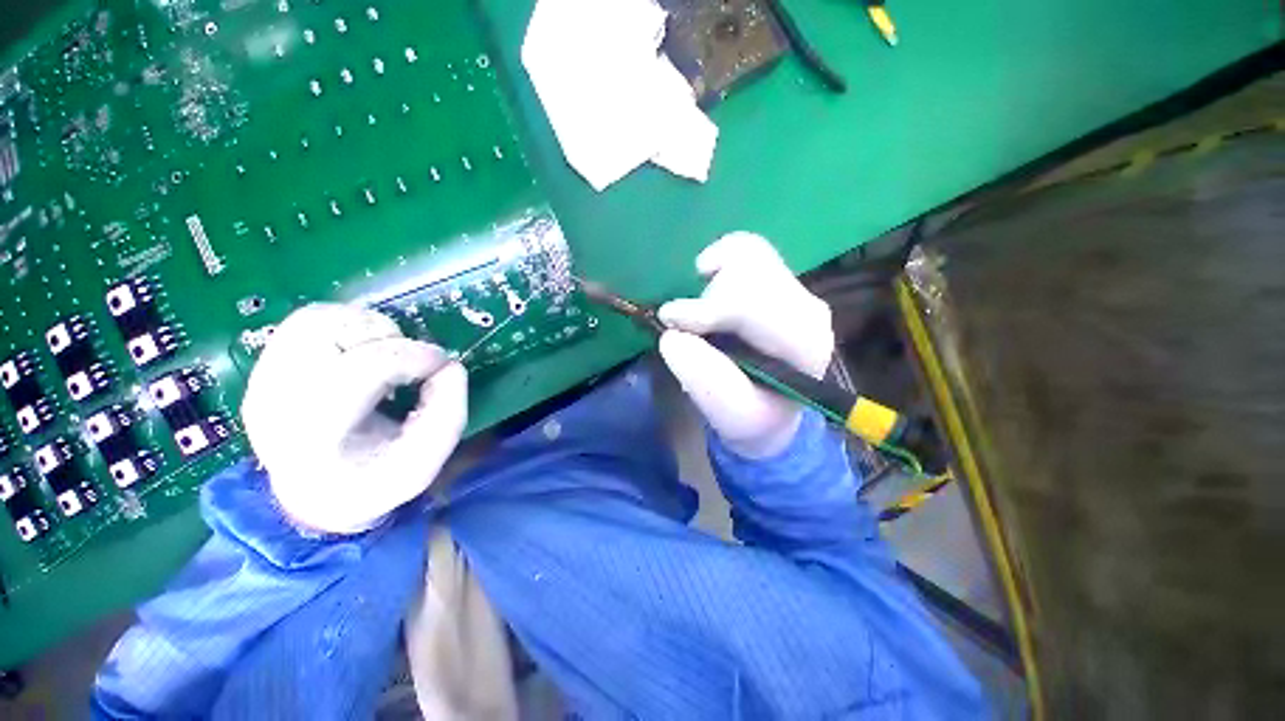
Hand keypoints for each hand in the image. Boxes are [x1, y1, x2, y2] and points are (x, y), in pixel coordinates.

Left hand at [241, 304, 467, 533]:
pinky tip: (363, 352)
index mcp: (315, 436)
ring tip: (386, 354)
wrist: (317, 495)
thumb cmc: (376, 479)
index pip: (362, 369)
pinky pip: (306, 321)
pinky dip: (346, 325)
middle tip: (410, 361)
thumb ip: (448, 412)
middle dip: (387, 339)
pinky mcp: (265, 366)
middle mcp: (276, 401)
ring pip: (315, 319)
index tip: (442, 363)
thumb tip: (449, 367)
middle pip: (330, 334)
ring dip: (366, 327)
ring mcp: (263, 380)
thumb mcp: (426, 459)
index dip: (413, 356)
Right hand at [658, 233, 833, 457]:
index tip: (670, 322)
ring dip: (713, 282)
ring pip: (749, 255)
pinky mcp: (781, 281)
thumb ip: (701, 377)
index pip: (755, 304)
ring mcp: (797, 291)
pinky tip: (708, 274)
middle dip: (709, 299)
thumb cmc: (750, 415)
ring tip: (703, 313)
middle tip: (688, 325)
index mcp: (803, 344)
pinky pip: (749, 248)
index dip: (707, 308)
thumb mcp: (726, 413)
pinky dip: (721, 256)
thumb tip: (672, 334)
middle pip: (751, 272)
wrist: (770, 411)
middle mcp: (808, 309)